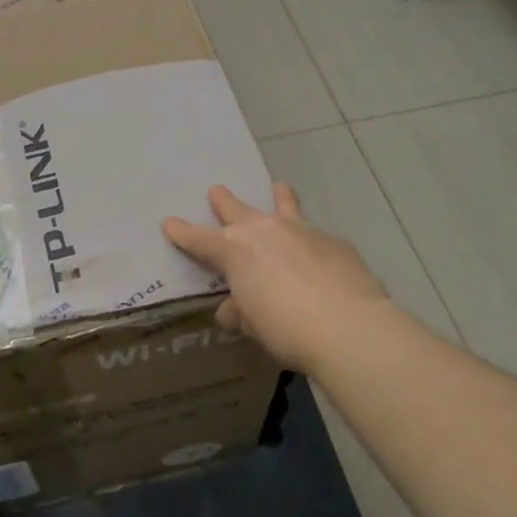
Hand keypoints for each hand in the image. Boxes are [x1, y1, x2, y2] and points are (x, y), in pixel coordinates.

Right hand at [162, 183, 392, 372]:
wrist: (347, 326)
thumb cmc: (285, 328)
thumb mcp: (254, 325)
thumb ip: (240, 312)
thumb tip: (233, 310)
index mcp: (234, 250)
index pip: (198, 239)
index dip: (181, 232)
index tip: (168, 223)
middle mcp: (264, 231)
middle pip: (236, 209)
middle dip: (223, 201)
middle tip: (216, 191)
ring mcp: (301, 231)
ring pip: (283, 205)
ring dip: (278, 198)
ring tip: (279, 188)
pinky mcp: (333, 242)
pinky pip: (314, 235)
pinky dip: (309, 241)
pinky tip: (318, 255)